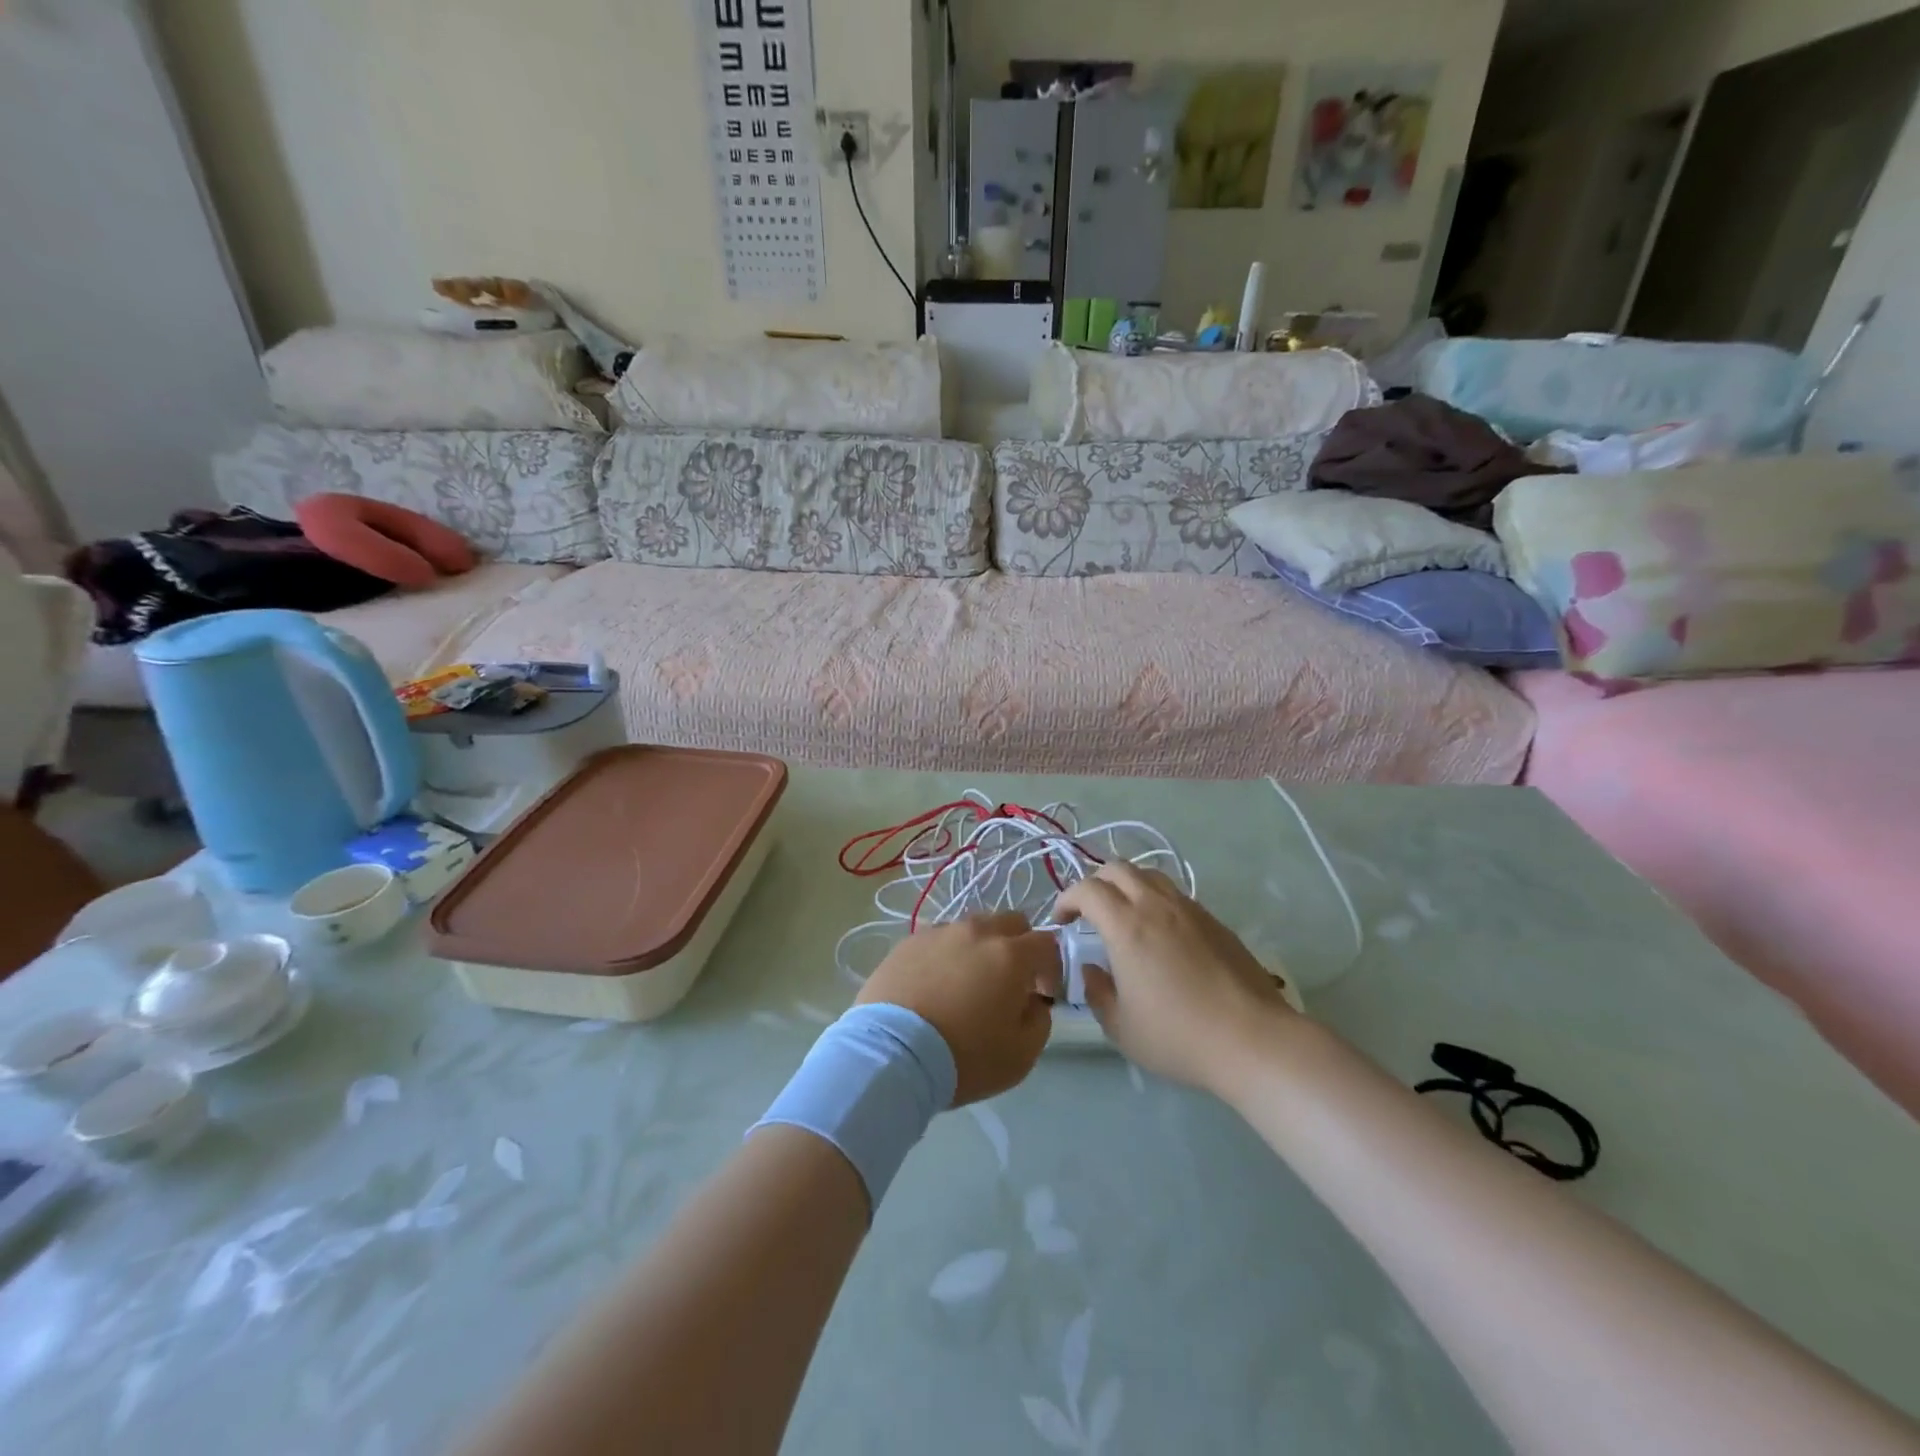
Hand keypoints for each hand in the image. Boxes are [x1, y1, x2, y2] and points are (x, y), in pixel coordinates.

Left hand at [857, 913, 1059, 1106]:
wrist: (892, 1055)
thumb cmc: (964, 1057)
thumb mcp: (1022, 1055)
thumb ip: (1040, 1020)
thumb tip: (1033, 1001)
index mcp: (1010, 954)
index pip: (1047, 943)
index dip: (1052, 968)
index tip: (1042, 995)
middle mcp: (976, 932)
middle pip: (1011, 922)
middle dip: (1019, 946)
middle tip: (1009, 982)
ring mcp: (939, 932)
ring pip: (973, 927)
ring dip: (981, 947)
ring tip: (967, 982)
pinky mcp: (908, 942)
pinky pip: (939, 939)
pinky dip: (947, 954)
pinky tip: (936, 984)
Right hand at [1053, 862, 1294, 1091]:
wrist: (1252, 1039)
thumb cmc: (1178, 1037)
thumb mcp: (1122, 1028)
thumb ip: (1097, 993)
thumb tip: (1092, 970)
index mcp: (1126, 926)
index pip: (1087, 889)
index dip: (1067, 899)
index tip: (1062, 922)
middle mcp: (1156, 906)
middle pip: (1118, 868)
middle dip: (1095, 883)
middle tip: (1089, 913)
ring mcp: (1189, 909)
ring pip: (1150, 875)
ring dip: (1127, 886)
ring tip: (1124, 916)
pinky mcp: (1214, 920)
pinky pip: (1175, 895)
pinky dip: (1156, 901)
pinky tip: (1160, 934)